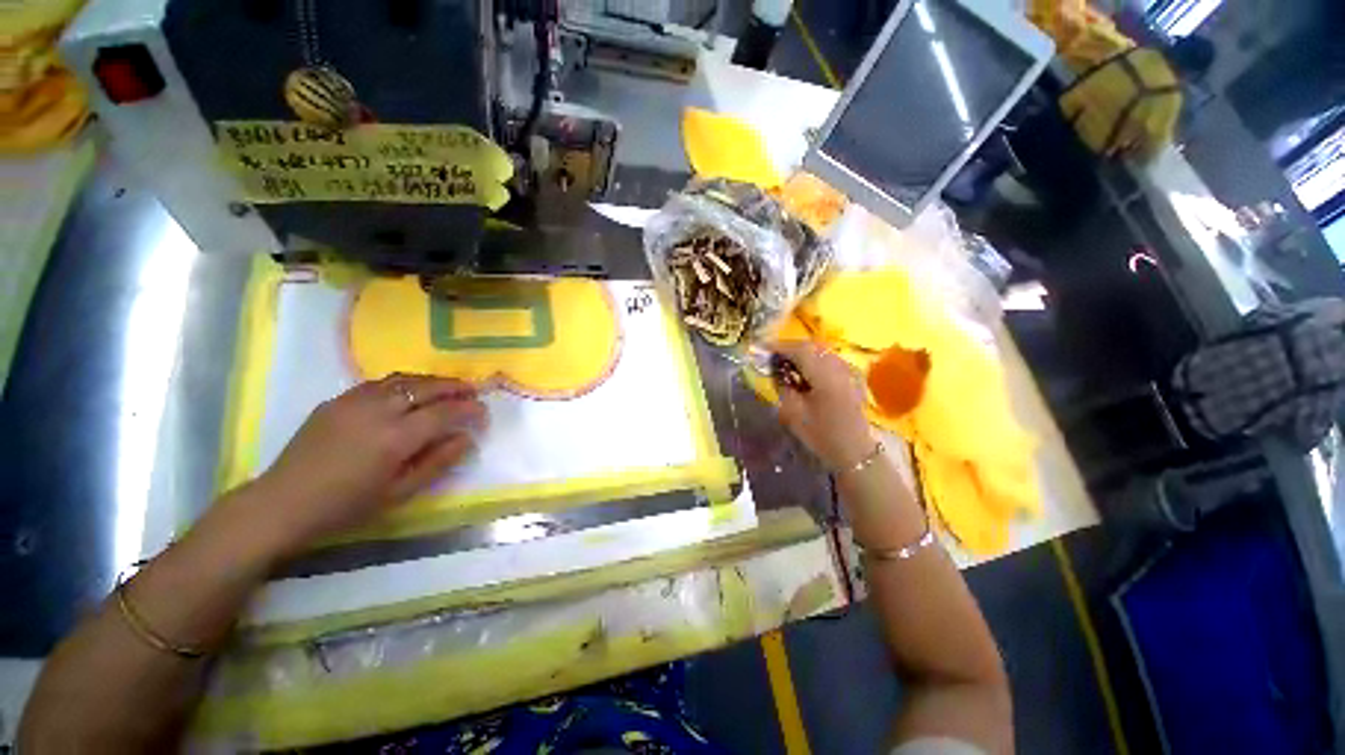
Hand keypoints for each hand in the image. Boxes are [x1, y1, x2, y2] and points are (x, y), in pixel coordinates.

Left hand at [252, 375, 487, 549]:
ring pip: (404, 379)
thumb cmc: (347, 505)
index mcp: (396, 438)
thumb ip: (438, 462)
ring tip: (448, 387)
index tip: (484, 412)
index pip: (445, 412)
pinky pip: (380, 382)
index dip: (469, 409)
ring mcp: (354, 401)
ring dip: (432, 381)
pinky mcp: (337, 400)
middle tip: (473, 392)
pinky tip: (410, 391)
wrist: (284, 502)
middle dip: (455, 387)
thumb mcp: (400, 493)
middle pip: (427, 387)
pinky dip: (404, 382)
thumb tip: (466, 439)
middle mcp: (378, 411)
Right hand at [772, 341, 875, 469]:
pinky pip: (829, 359)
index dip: (779, 346)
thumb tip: (775, 370)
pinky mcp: (851, 377)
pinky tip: (804, 370)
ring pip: (821, 351)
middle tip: (772, 356)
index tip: (762, 348)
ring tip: (785, 362)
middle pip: (811, 346)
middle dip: (790, 347)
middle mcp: (838, 366)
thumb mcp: (793, 412)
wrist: (854, 451)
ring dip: (802, 353)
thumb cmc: (821, 434)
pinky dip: (814, 359)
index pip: (799, 350)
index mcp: (824, 374)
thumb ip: (782, 386)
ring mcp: (848, 370)